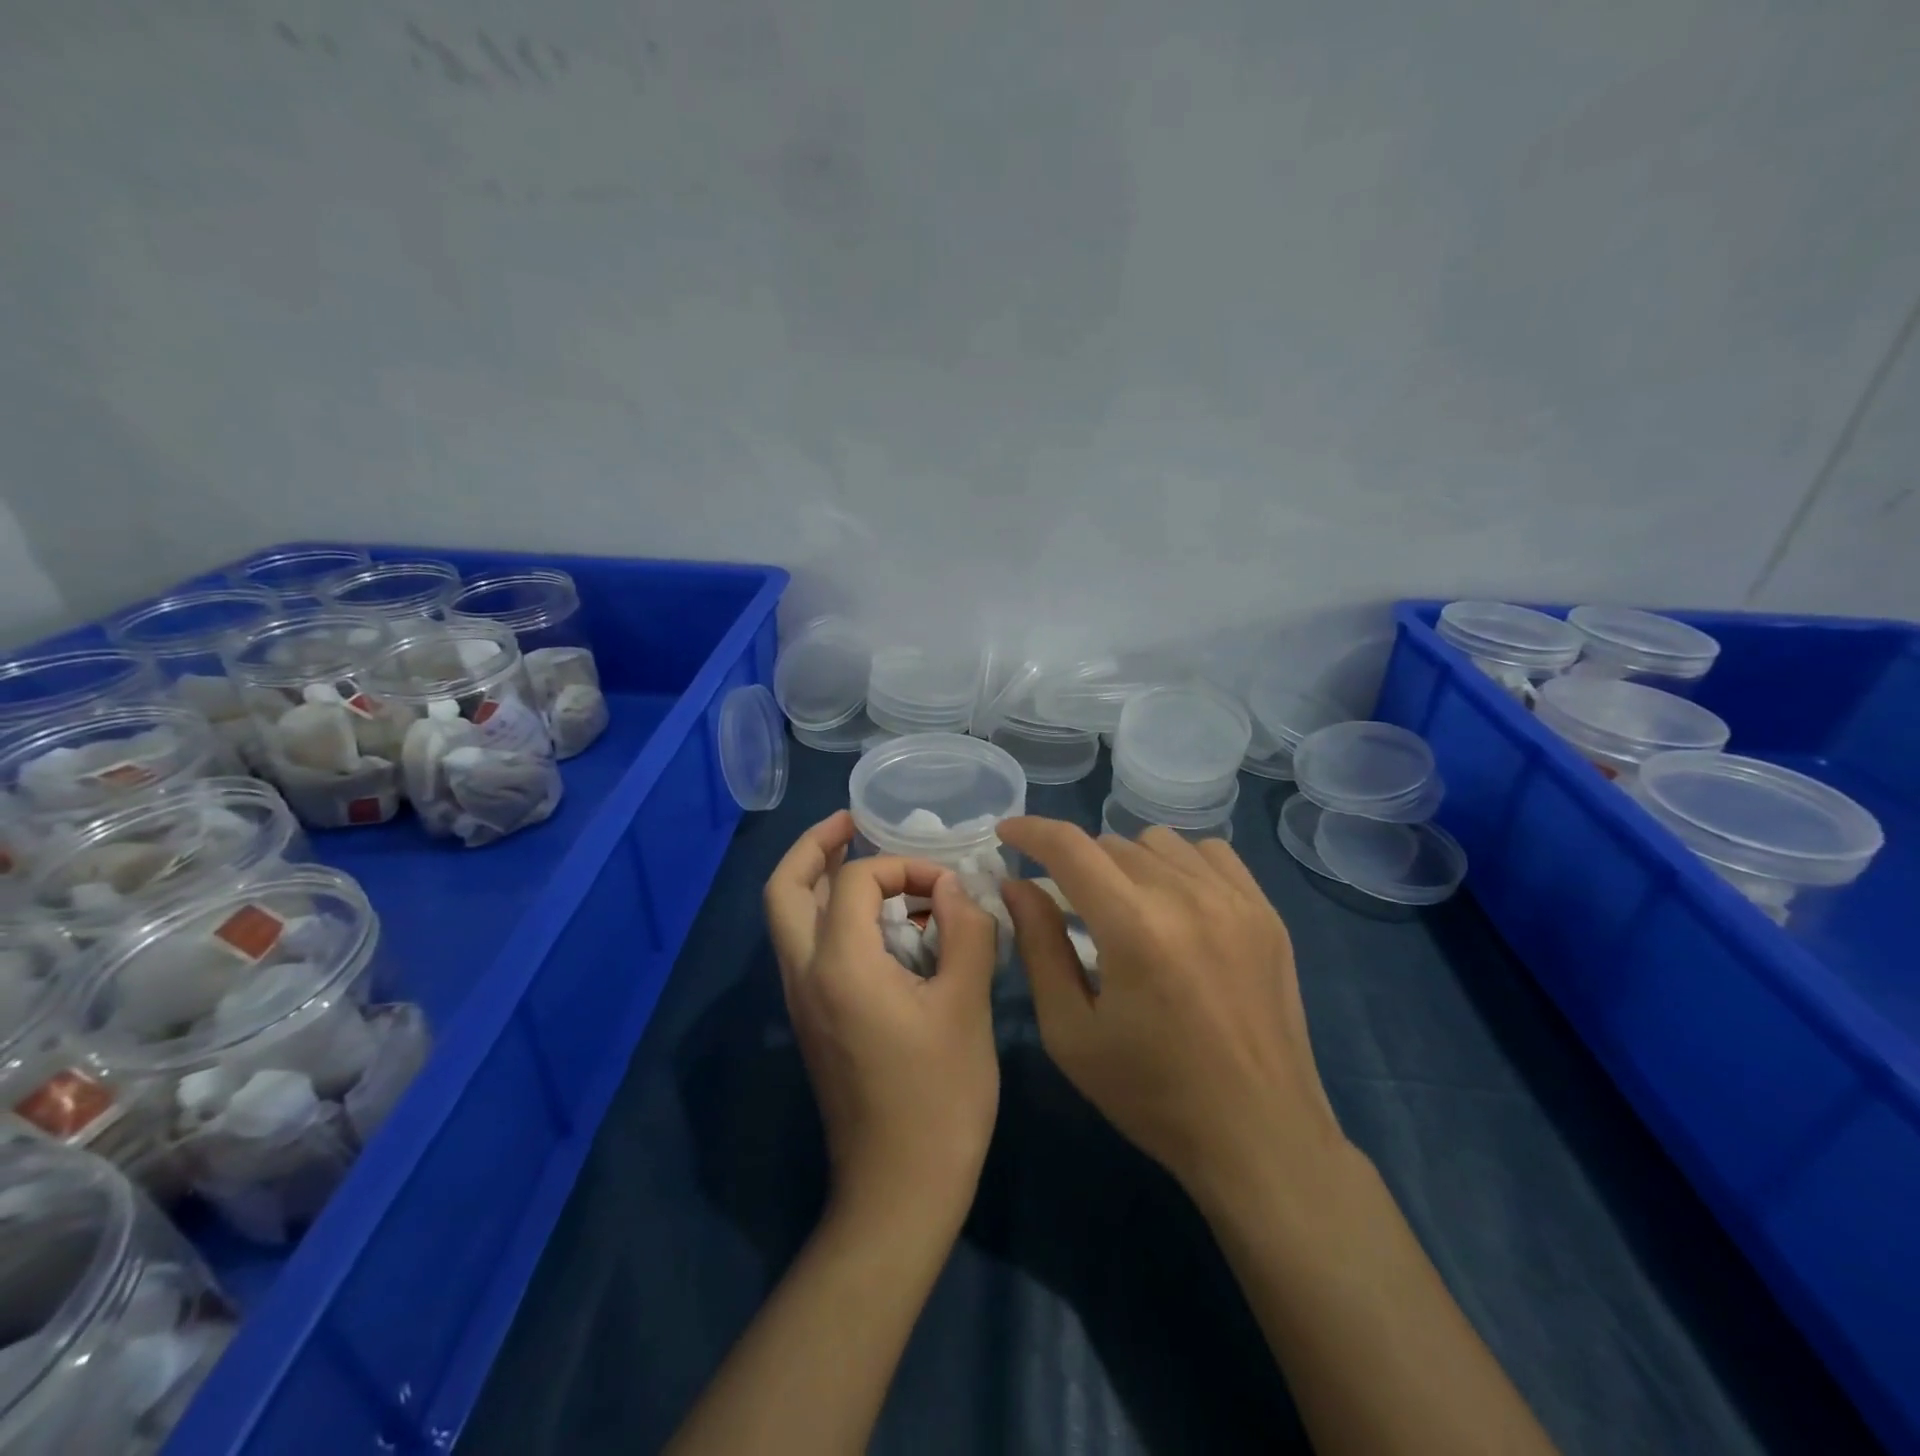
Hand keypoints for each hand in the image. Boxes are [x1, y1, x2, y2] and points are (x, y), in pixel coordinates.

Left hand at [764, 811, 1000, 1234]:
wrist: (898, 1191)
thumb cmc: (939, 1099)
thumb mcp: (967, 1006)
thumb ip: (965, 932)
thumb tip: (952, 890)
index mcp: (840, 965)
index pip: (854, 880)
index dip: (902, 867)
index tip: (946, 889)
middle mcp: (805, 975)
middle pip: (785, 889)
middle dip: (814, 846)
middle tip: (853, 823)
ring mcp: (802, 1001)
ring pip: (789, 919)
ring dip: (820, 880)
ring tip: (867, 863)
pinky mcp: (813, 1022)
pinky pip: (808, 947)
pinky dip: (832, 916)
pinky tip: (881, 925)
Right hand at [998, 819, 1345, 1207]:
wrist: (1261, 1136)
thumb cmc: (1152, 1095)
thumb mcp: (1071, 1033)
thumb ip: (1039, 947)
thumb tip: (1017, 885)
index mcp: (1134, 928)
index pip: (1070, 847)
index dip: (1031, 830)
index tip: (1007, 833)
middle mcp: (1187, 896)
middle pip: (1110, 844)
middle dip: (1076, 865)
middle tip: (1068, 906)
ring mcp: (1235, 900)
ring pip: (1158, 842)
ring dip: (1126, 863)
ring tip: (1124, 907)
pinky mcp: (1266, 912)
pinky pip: (1210, 853)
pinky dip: (1178, 864)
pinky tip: (1175, 903)